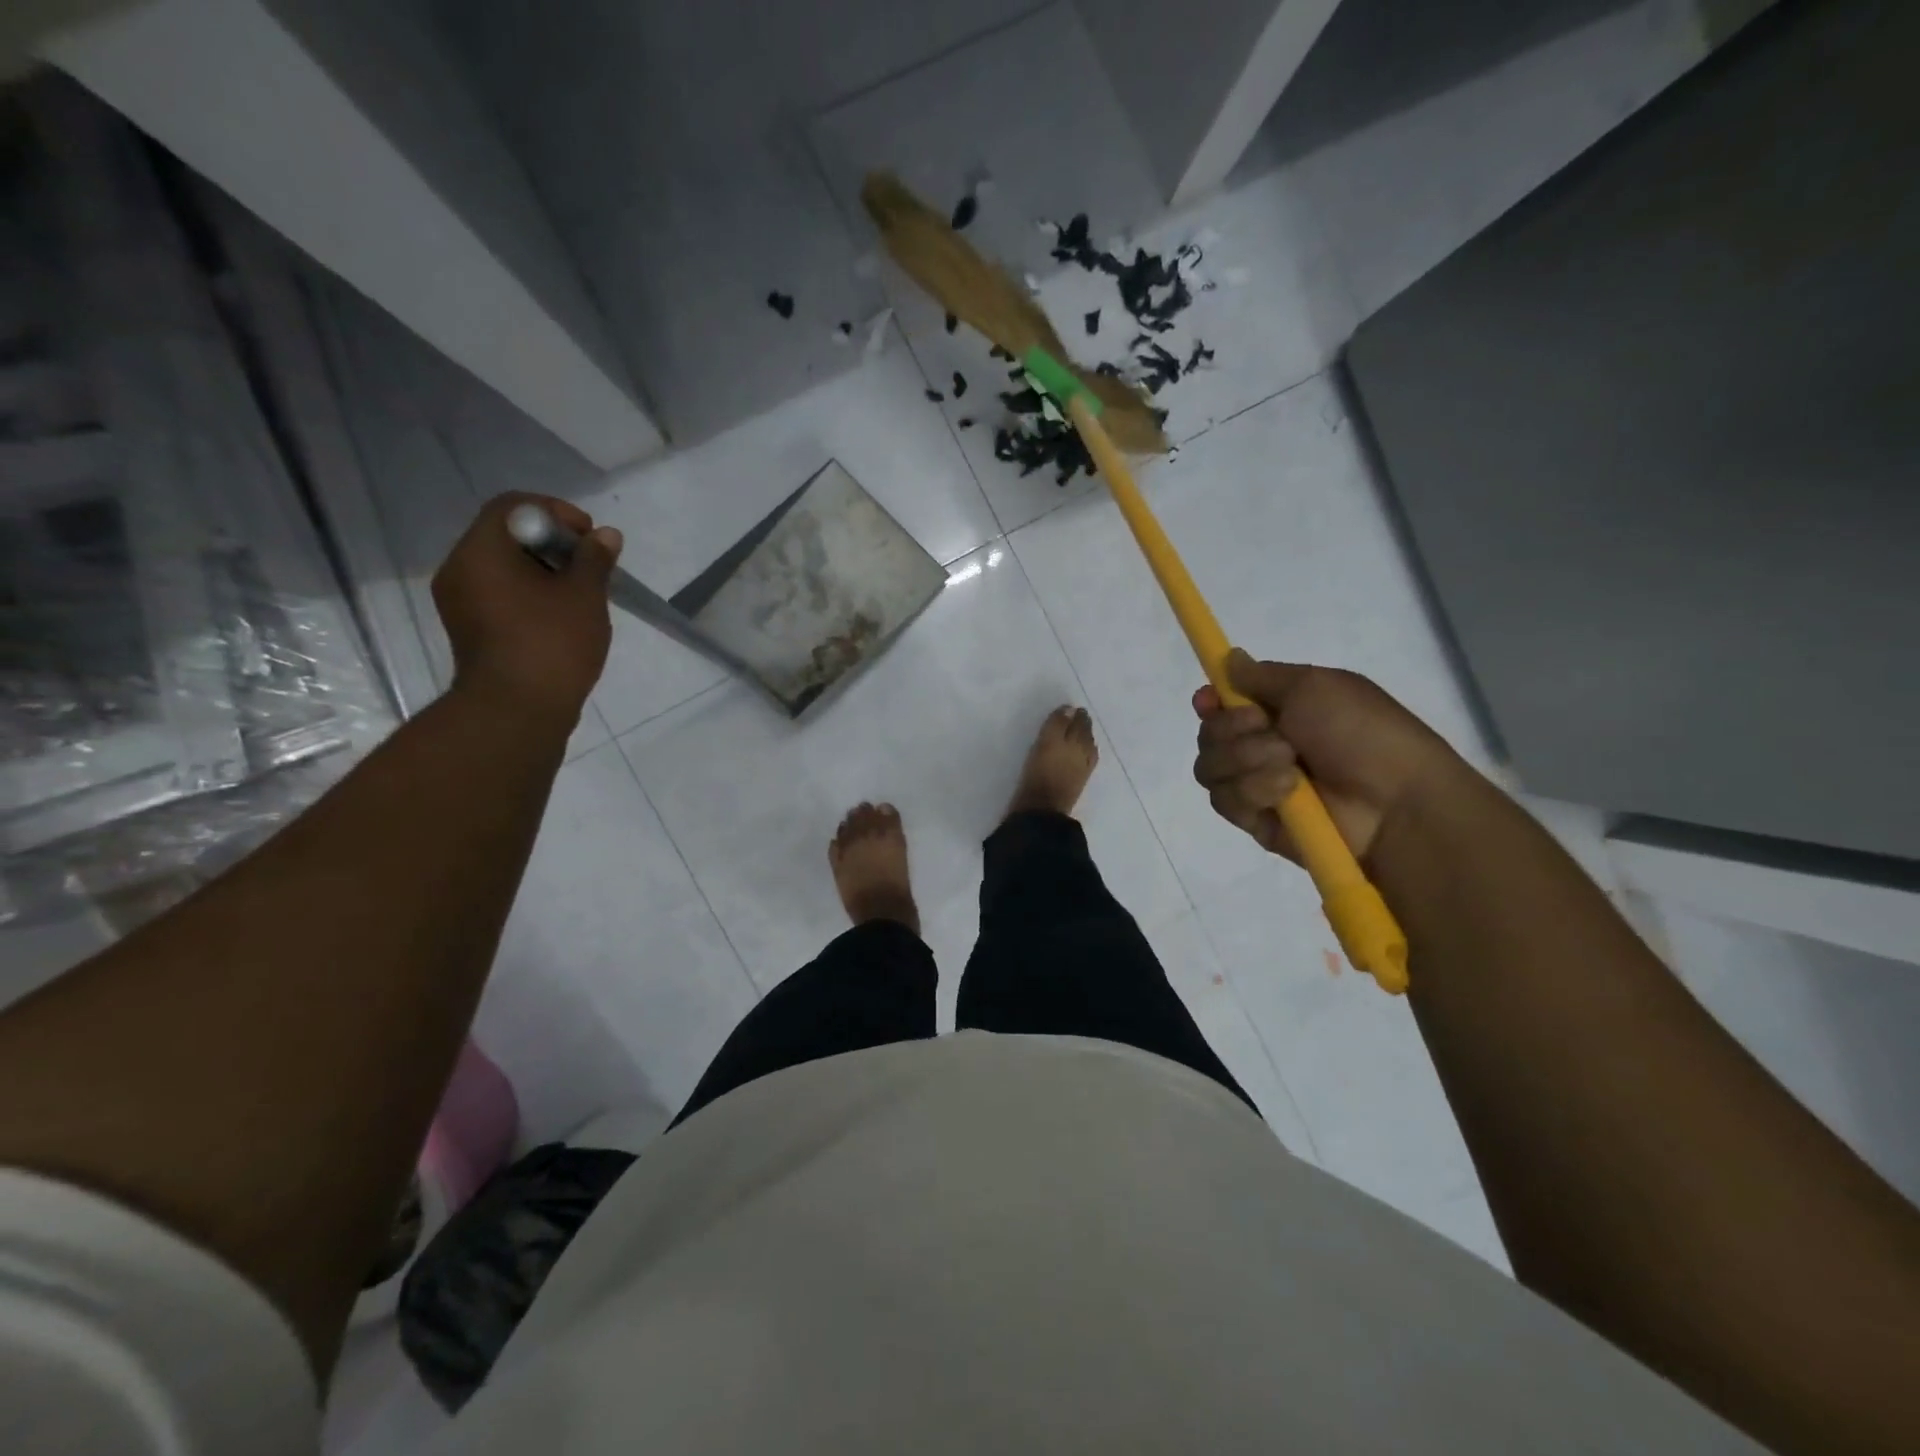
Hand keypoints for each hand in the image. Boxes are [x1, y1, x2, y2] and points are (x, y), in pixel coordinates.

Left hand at [432, 494, 621, 724]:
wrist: (517, 711)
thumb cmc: (551, 644)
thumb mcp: (584, 595)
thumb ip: (595, 558)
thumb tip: (606, 535)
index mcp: (481, 551)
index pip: (514, 506)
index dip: (557, 512)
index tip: (589, 537)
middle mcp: (460, 569)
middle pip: (507, 535)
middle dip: (554, 543)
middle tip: (590, 566)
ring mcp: (460, 601)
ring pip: (505, 567)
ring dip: (545, 570)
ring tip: (581, 594)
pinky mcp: (470, 628)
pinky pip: (500, 594)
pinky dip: (530, 594)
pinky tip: (560, 616)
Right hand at [1192, 649, 1465, 862]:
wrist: (1395, 802)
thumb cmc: (1362, 733)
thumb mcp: (1315, 685)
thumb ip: (1262, 675)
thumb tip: (1229, 658)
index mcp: (1276, 711)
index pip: (1220, 706)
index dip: (1209, 702)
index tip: (1209, 700)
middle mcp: (1259, 747)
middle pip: (1208, 735)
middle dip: (1232, 729)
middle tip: (1271, 731)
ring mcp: (1255, 785)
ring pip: (1209, 768)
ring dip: (1246, 760)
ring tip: (1289, 765)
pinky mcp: (1254, 820)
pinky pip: (1225, 801)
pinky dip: (1253, 791)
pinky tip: (1287, 792)